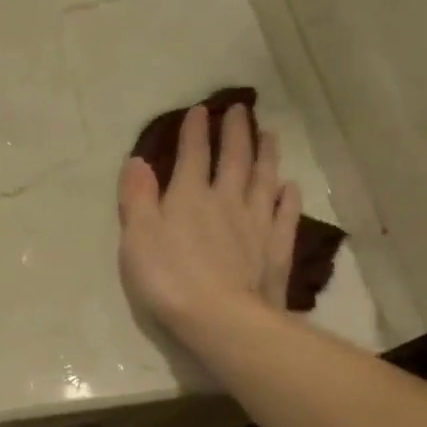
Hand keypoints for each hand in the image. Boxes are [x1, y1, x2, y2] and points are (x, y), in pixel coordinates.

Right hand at [118, 103, 300, 357]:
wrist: (221, 317)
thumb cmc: (168, 277)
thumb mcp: (137, 236)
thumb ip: (137, 197)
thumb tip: (137, 160)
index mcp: (189, 196)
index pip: (193, 155)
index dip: (194, 132)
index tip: (199, 110)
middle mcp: (226, 200)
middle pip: (235, 159)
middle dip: (236, 132)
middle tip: (241, 109)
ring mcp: (256, 223)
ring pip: (264, 180)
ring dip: (266, 155)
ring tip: (270, 134)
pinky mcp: (276, 248)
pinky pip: (285, 214)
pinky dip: (288, 197)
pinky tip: (290, 186)